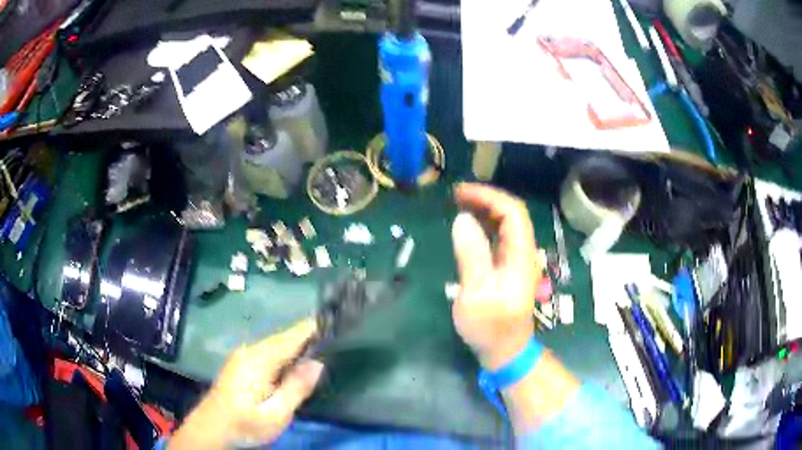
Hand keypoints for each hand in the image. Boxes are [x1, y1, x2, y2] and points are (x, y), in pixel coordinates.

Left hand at [169, 319, 323, 448]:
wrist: (211, 428)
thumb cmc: (244, 424)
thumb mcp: (275, 414)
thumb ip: (296, 388)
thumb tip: (318, 363)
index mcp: (259, 359)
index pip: (292, 336)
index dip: (314, 328)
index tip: (337, 321)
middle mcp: (250, 351)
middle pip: (285, 338)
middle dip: (308, 337)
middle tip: (336, 338)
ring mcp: (243, 356)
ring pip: (277, 345)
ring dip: (298, 345)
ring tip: (322, 347)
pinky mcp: (241, 364)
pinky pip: (269, 352)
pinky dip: (286, 354)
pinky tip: (296, 363)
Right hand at [451, 183, 540, 370]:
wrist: (505, 351)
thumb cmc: (491, 326)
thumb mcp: (477, 293)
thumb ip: (472, 255)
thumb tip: (462, 219)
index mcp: (520, 255)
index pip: (513, 212)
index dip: (489, 196)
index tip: (462, 192)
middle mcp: (522, 253)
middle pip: (512, 215)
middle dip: (486, 199)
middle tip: (456, 195)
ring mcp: (516, 261)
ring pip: (506, 226)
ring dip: (485, 210)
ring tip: (459, 204)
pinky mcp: (507, 270)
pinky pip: (499, 239)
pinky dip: (484, 226)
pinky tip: (468, 228)